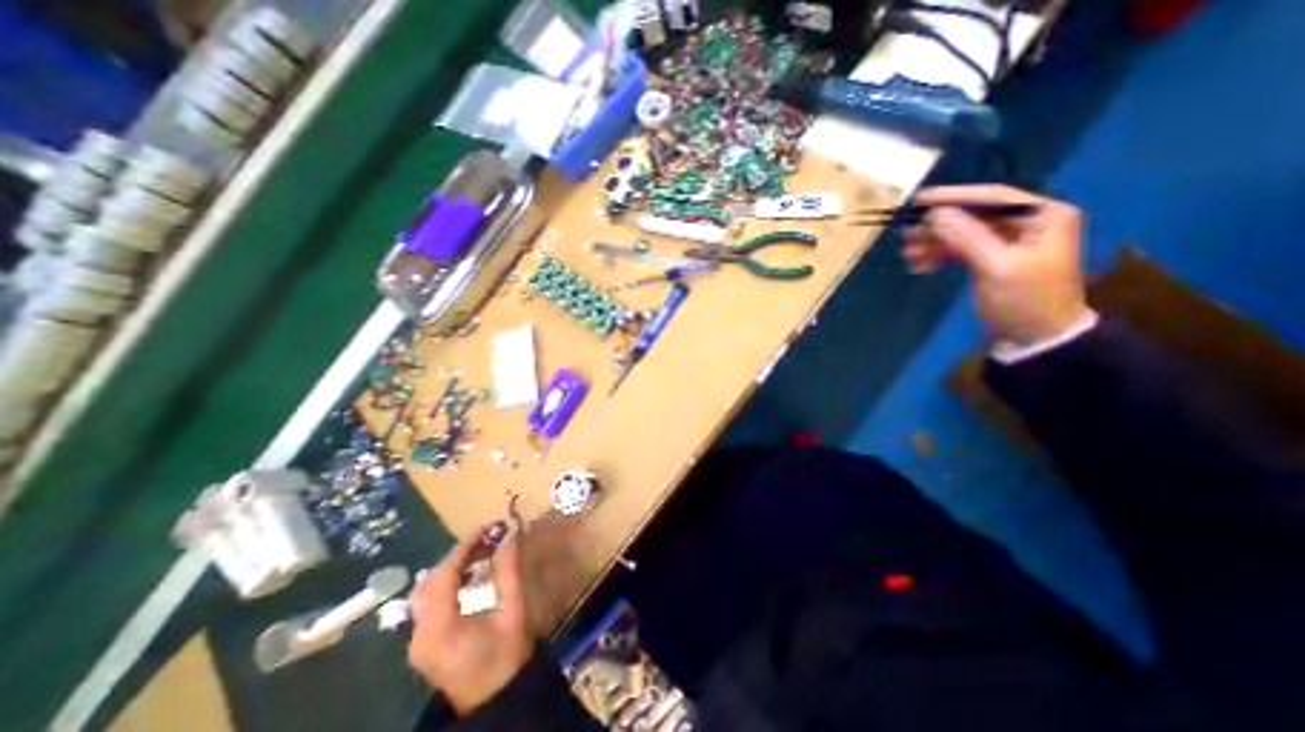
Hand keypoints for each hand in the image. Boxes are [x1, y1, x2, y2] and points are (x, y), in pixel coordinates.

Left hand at [405, 525, 530, 713]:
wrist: (495, 699)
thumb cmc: (507, 654)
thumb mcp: (513, 609)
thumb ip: (508, 570)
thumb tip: (510, 536)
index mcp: (440, 628)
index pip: (444, 575)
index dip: (464, 547)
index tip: (487, 527)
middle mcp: (418, 634)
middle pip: (430, 581)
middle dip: (458, 555)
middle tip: (486, 539)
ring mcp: (416, 641)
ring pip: (425, 591)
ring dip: (451, 568)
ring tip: (480, 552)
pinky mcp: (422, 643)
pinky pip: (428, 603)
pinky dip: (447, 583)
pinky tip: (469, 575)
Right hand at [904, 184, 1092, 346]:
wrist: (1036, 339)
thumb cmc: (1025, 301)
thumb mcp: (997, 267)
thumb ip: (967, 238)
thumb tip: (935, 213)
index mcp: (1043, 216)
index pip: (993, 197)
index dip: (954, 197)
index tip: (919, 201)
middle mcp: (1027, 223)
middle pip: (973, 216)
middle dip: (938, 226)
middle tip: (907, 236)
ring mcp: (1008, 242)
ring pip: (962, 233)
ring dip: (934, 242)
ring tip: (908, 255)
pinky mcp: (991, 259)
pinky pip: (960, 250)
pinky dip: (940, 255)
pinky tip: (921, 264)